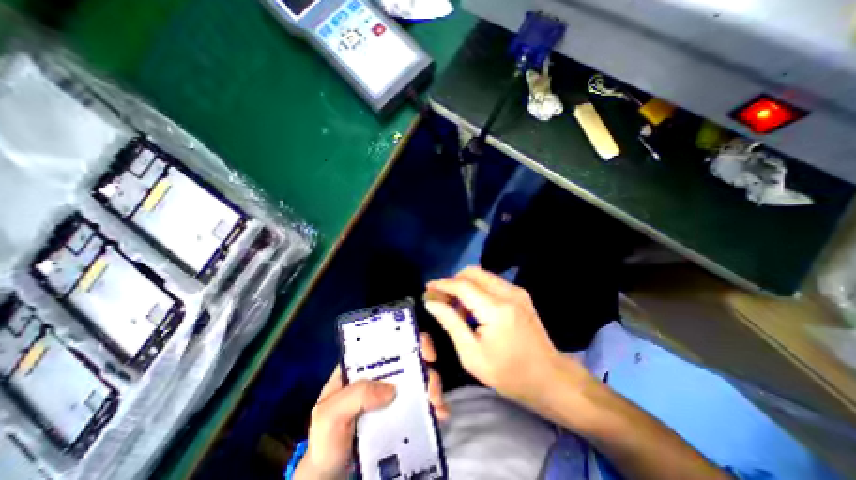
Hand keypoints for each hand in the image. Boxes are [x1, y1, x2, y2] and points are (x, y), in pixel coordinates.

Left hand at [297, 335, 448, 478]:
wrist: (330, 478)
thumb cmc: (325, 440)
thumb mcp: (329, 415)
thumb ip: (355, 395)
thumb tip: (392, 389)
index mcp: (361, 368)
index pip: (385, 344)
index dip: (407, 339)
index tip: (423, 349)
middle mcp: (380, 376)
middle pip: (408, 359)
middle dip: (425, 366)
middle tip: (432, 382)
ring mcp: (392, 394)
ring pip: (418, 379)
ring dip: (433, 386)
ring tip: (436, 404)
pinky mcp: (401, 414)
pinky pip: (421, 403)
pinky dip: (434, 406)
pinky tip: (440, 415)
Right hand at [422, 265, 596, 414]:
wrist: (549, 378)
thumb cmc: (508, 374)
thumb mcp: (472, 354)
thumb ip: (451, 323)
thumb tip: (432, 303)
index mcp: (496, 309)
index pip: (462, 286)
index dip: (442, 285)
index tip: (427, 289)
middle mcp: (508, 293)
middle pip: (472, 272)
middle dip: (452, 282)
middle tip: (440, 299)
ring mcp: (517, 291)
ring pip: (481, 275)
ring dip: (464, 285)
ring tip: (455, 307)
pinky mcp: (520, 294)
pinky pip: (491, 282)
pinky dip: (476, 289)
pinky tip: (472, 308)